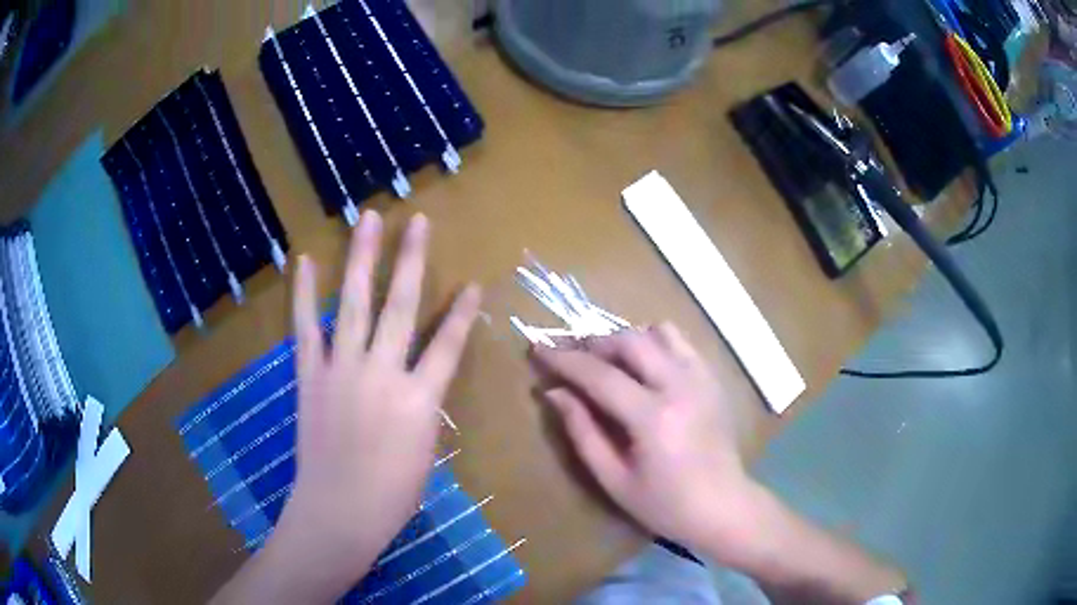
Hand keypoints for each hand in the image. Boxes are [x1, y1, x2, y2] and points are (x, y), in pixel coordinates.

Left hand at [257, 211, 480, 601]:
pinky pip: (307, 327)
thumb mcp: (424, 452)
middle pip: (401, 306)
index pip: (449, 345)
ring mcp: (342, 370)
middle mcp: (383, 374)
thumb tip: (417, 380)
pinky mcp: (311, 375)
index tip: (473, 283)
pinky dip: (304, 294)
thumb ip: (422, 407)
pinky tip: (307, 261)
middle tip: (417, 221)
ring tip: (367, 218)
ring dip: (362, 257)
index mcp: (420, 400)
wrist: (338, 513)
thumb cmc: (391, 495)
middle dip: (411, 259)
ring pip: (355, 303)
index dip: (463, 313)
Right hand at [531, 324, 755, 561]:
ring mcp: (700, 377)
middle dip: (593, 343)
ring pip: (657, 332)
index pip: (599, 374)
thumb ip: (582, 432)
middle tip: (571, 359)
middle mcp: (679, 385)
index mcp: (653, 417)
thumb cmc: (665, 504)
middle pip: (629, 340)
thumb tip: (554, 393)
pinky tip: (644, 369)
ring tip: (609, 363)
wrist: (723, 506)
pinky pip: (680, 342)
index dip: (564, 359)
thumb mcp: (614, 479)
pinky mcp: (712, 379)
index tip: (537, 348)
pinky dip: (655, 344)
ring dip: (626, 340)